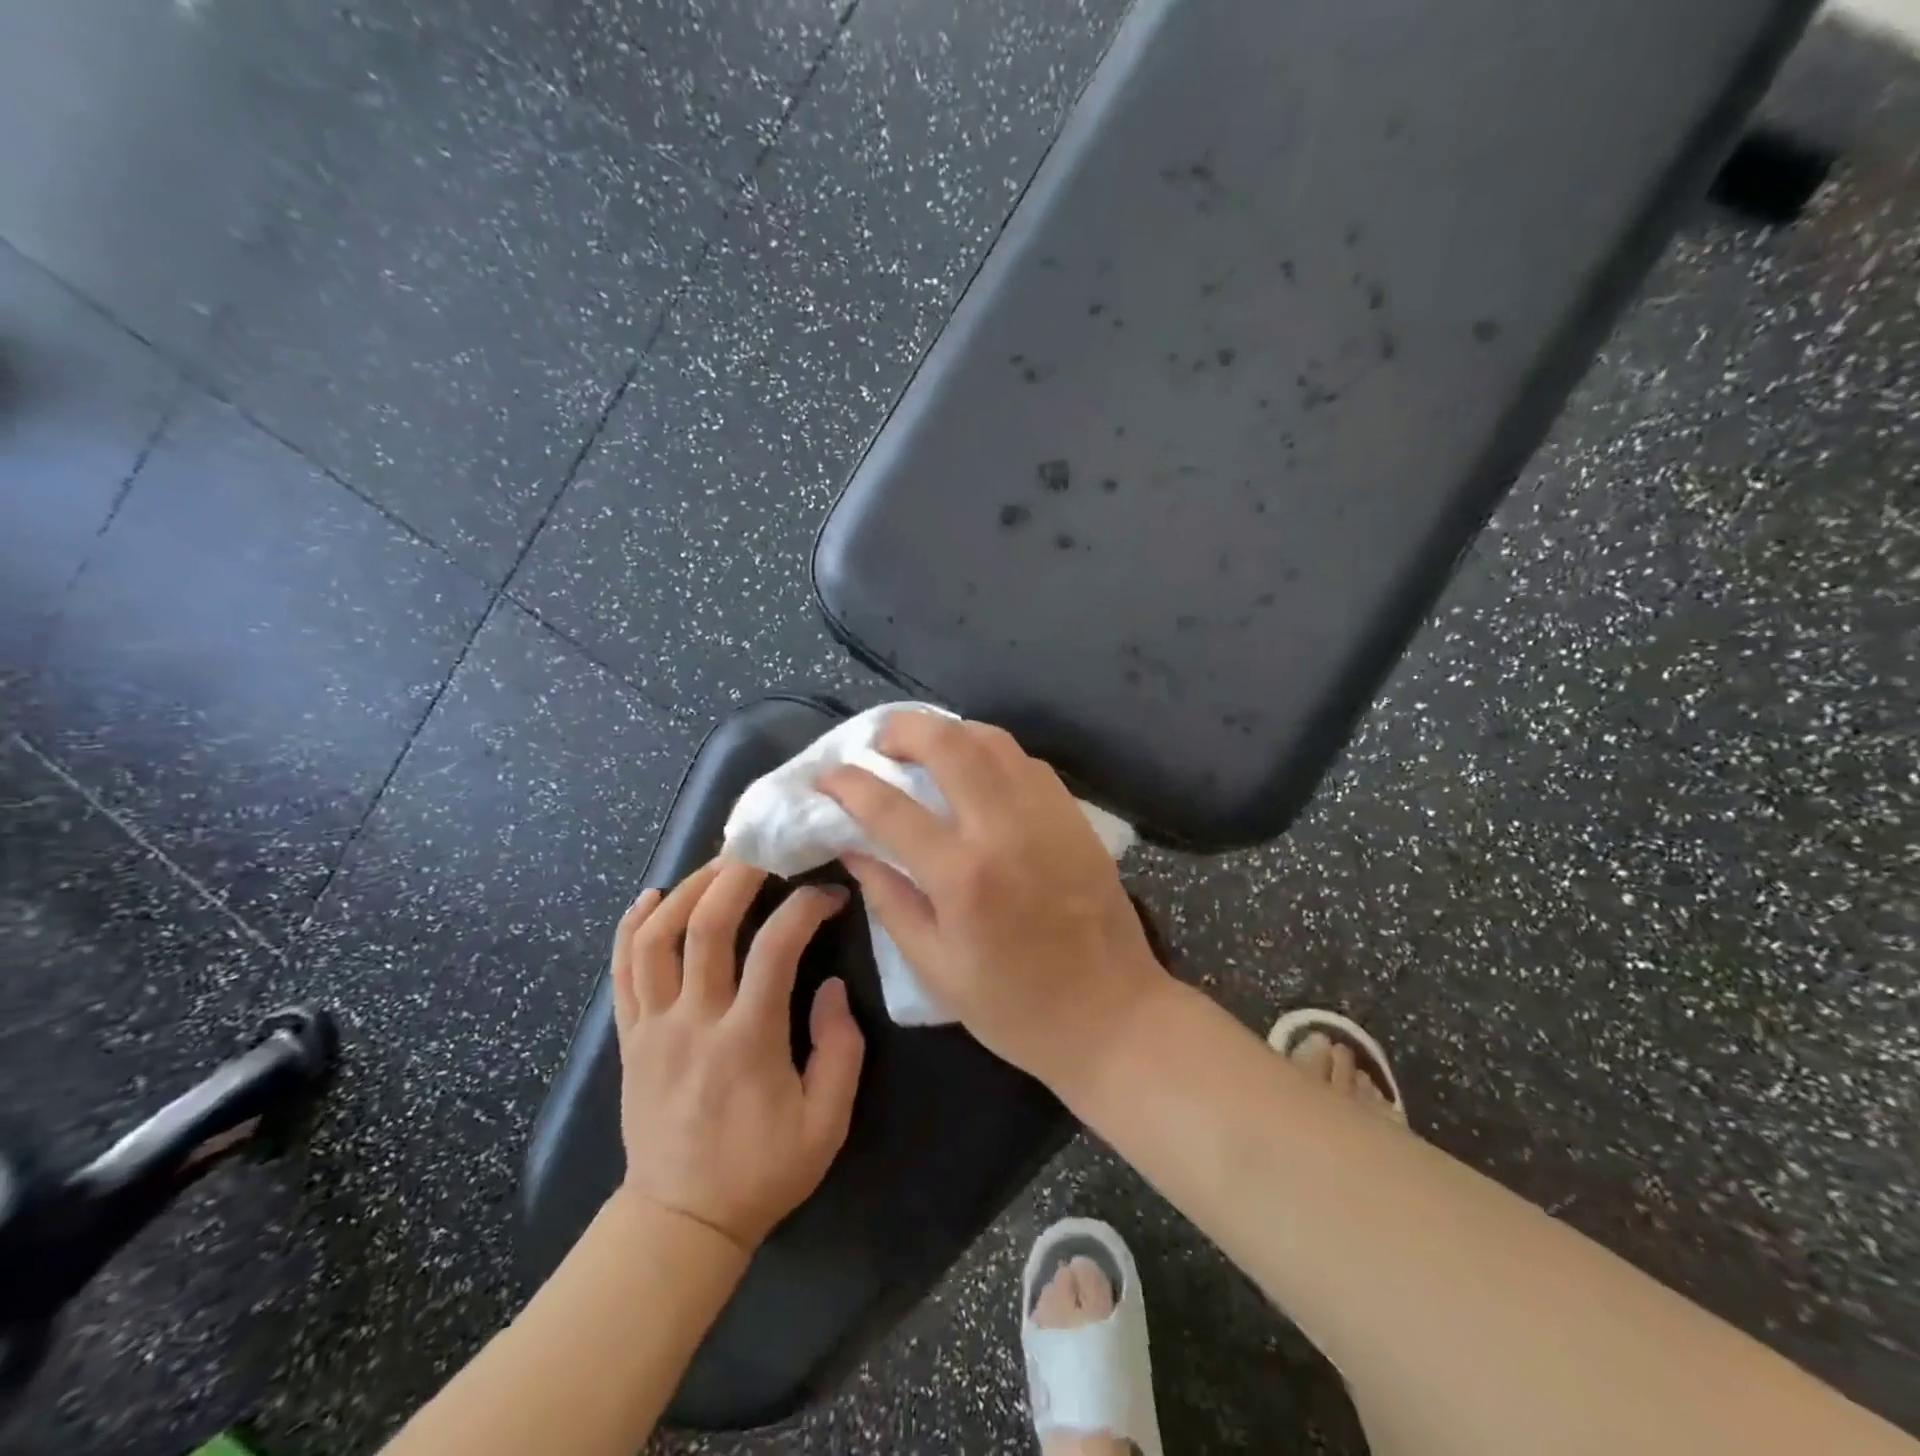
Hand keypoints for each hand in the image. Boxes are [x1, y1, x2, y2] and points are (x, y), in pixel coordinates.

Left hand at [609, 860, 864, 1250]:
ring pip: (656, 938)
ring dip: (687, 889)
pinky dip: (632, 926)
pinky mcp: (629, 1038)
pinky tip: (651, 895)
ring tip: (718, 865)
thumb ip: (840, 1049)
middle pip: (706, 926)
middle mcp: (693, 1023)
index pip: (775, 947)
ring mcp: (652, 1028)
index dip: (806, 908)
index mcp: (747, 1041)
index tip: (829, 895)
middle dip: (737, 875)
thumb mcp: (827, 1123)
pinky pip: (622, 971)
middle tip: (765, 849)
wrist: (680, 1222)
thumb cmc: (762, 1171)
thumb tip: (831, 986)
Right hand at [818, 712, 1169, 1092]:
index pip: (890, 808)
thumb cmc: (1015, 1007)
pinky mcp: (1074, 817)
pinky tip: (976, 772)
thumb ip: (890, 900)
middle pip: (948, 744)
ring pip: (993, 740)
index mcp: (963, 876)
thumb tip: (853, 848)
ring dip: (949, 732)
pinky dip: (990, 753)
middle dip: (902, 729)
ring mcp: (1047, 815)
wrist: (1112, 1015)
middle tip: (878, 743)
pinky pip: (1025, 762)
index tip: (826, 775)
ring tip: (923, 748)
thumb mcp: (935, 969)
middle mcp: (1005, 829)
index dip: (848, 784)